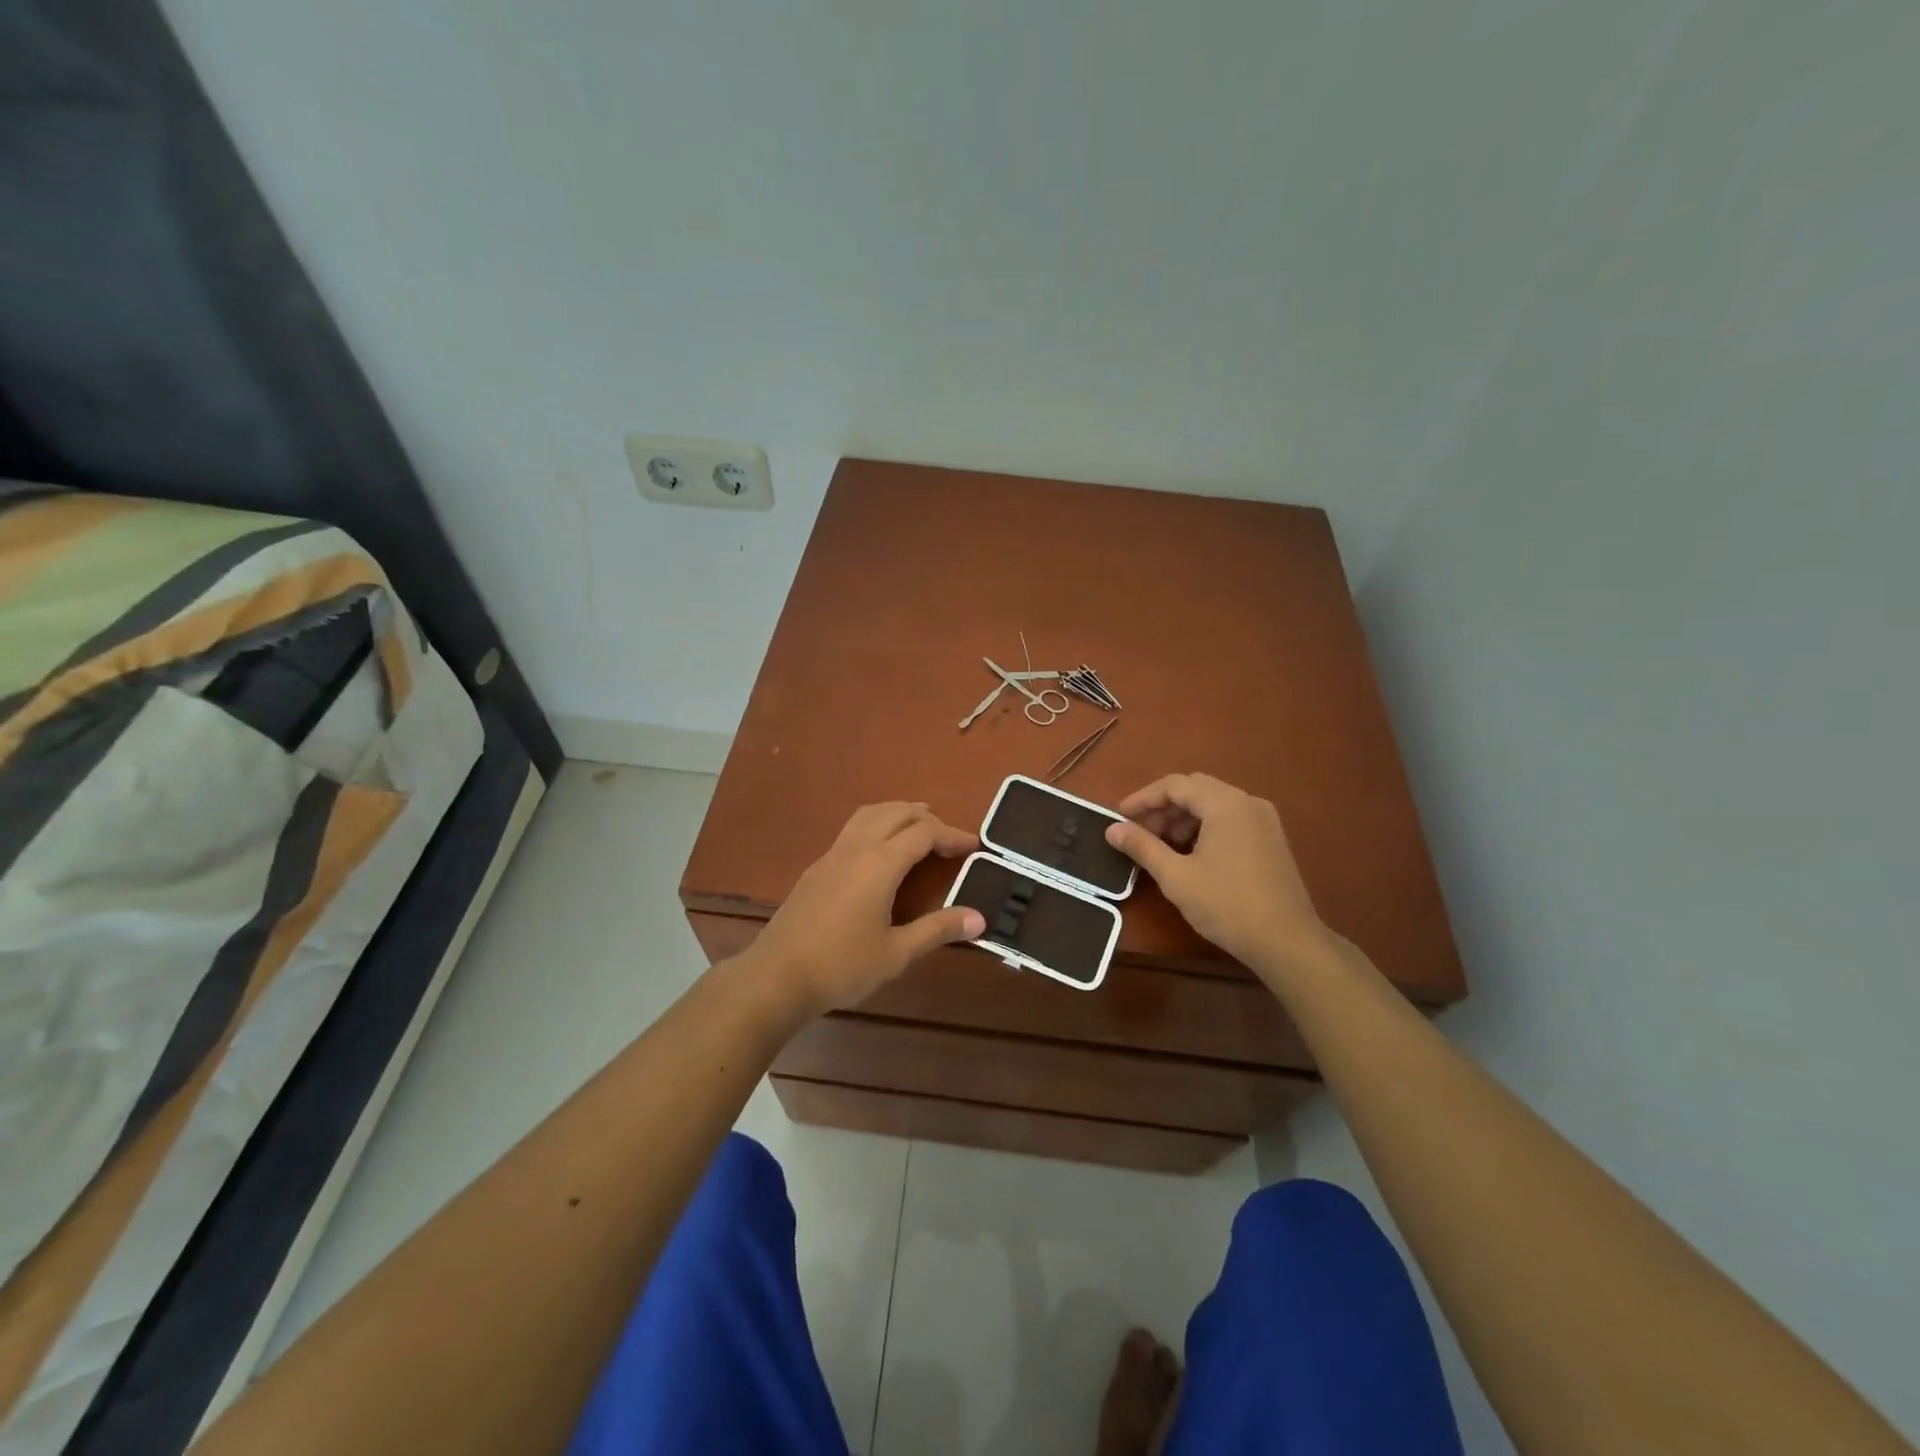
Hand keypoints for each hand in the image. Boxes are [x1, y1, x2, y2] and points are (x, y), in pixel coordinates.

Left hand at [744, 802, 983, 1017]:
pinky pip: (853, 828)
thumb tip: (979, 919)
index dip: (952, 835)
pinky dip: (877, 824)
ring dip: (898, 813)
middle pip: (897, 813)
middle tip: (949, 839)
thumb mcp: (897, 952)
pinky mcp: (817, 867)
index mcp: (880, 863)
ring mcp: (832, 854)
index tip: (975, 847)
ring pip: (870, 814)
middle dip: (928, 818)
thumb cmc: (842, 966)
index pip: (924, 833)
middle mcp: (857, 848)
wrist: (776, 976)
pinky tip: (880, 852)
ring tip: (918, 827)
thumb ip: (938, 930)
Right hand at [1104, 773, 1330, 979]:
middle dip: (1163, 807)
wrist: (1287, 942)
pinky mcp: (1272, 838)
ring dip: (1184, 817)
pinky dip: (1206, 826)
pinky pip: (1231, 818)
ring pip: (1214, 803)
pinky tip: (1193, 854)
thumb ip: (1142, 846)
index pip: (1174, 785)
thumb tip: (1112, 829)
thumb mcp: (1176, 876)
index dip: (1143, 798)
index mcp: (1224, 803)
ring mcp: (1264, 819)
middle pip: (1195, 789)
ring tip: (1164, 846)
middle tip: (1140, 833)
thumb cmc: (1227, 905)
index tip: (1120, 817)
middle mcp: (1247, 802)